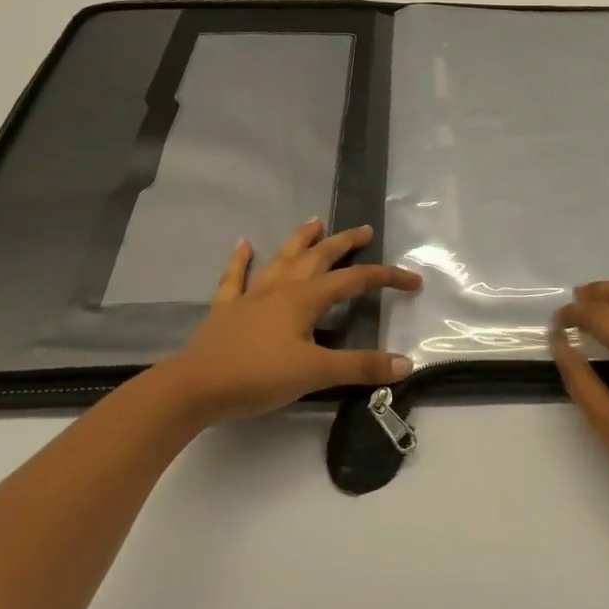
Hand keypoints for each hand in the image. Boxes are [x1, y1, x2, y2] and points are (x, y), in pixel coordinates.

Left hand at [159, 220, 421, 425]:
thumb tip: (405, 364)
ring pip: (282, 259)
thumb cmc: (258, 376)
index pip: (355, 281)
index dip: (386, 277)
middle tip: (363, 230)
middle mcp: (281, 288)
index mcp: (305, 298)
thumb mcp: (316, 373)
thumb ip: (360, 366)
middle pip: (318, 257)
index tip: (413, 281)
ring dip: (300, 240)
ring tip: (315, 221)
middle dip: (344, 243)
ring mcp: (251, 296)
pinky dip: (240, 260)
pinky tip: (243, 244)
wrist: (195, 387)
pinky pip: (235, 277)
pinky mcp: (226, 310)